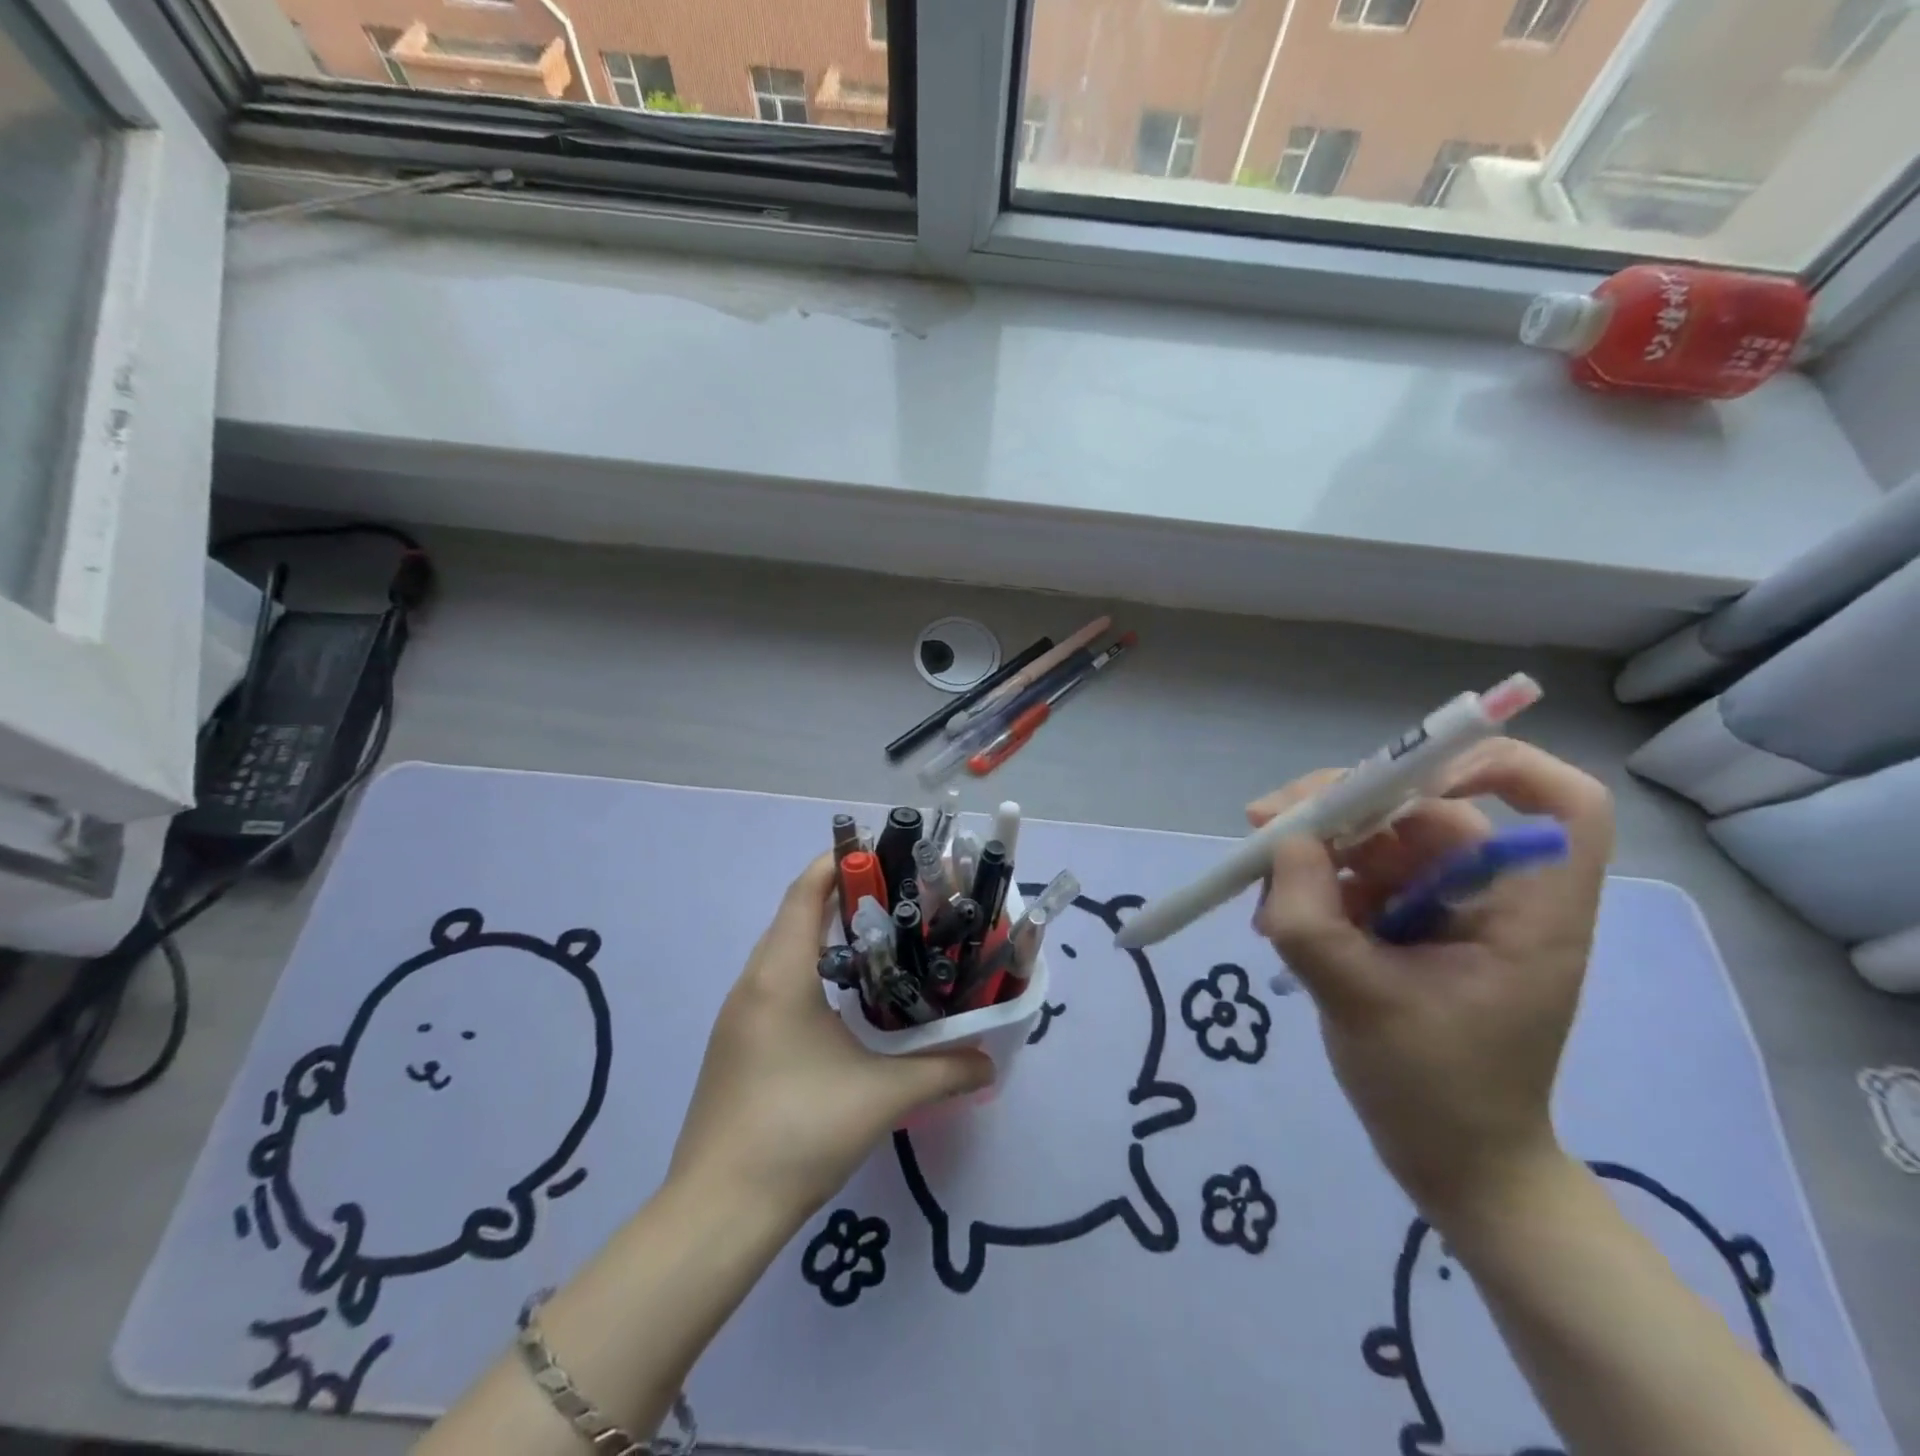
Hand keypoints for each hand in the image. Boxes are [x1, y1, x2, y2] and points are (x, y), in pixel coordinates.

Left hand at [669, 855, 992, 1223]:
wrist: (717, 1212)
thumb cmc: (798, 1132)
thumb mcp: (882, 1097)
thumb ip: (943, 1071)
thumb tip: (990, 1061)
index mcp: (779, 976)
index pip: (804, 894)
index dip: (837, 863)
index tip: (879, 851)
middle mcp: (751, 984)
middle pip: (793, 916)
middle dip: (839, 896)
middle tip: (894, 896)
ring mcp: (737, 1017)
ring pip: (781, 952)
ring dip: (822, 935)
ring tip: (876, 940)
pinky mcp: (735, 1046)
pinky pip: (773, 984)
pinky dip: (808, 970)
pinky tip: (841, 1000)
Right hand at [1251, 740, 1613, 1230]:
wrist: (1452, 1165)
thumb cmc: (1434, 1091)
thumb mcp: (1359, 999)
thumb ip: (1311, 917)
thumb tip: (1281, 838)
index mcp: (1527, 911)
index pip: (1562, 806)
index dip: (1498, 768)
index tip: (1411, 780)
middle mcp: (1491, 895)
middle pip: (1428, 808)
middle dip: (1342, 806)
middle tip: (1264, 819)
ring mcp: (1445, 909)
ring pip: (1378, 841)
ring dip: (1313, 851)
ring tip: (1260, 888)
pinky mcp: (1408, 926)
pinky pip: (1356, 877)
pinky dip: (1312, 884)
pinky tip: (1274, 914)